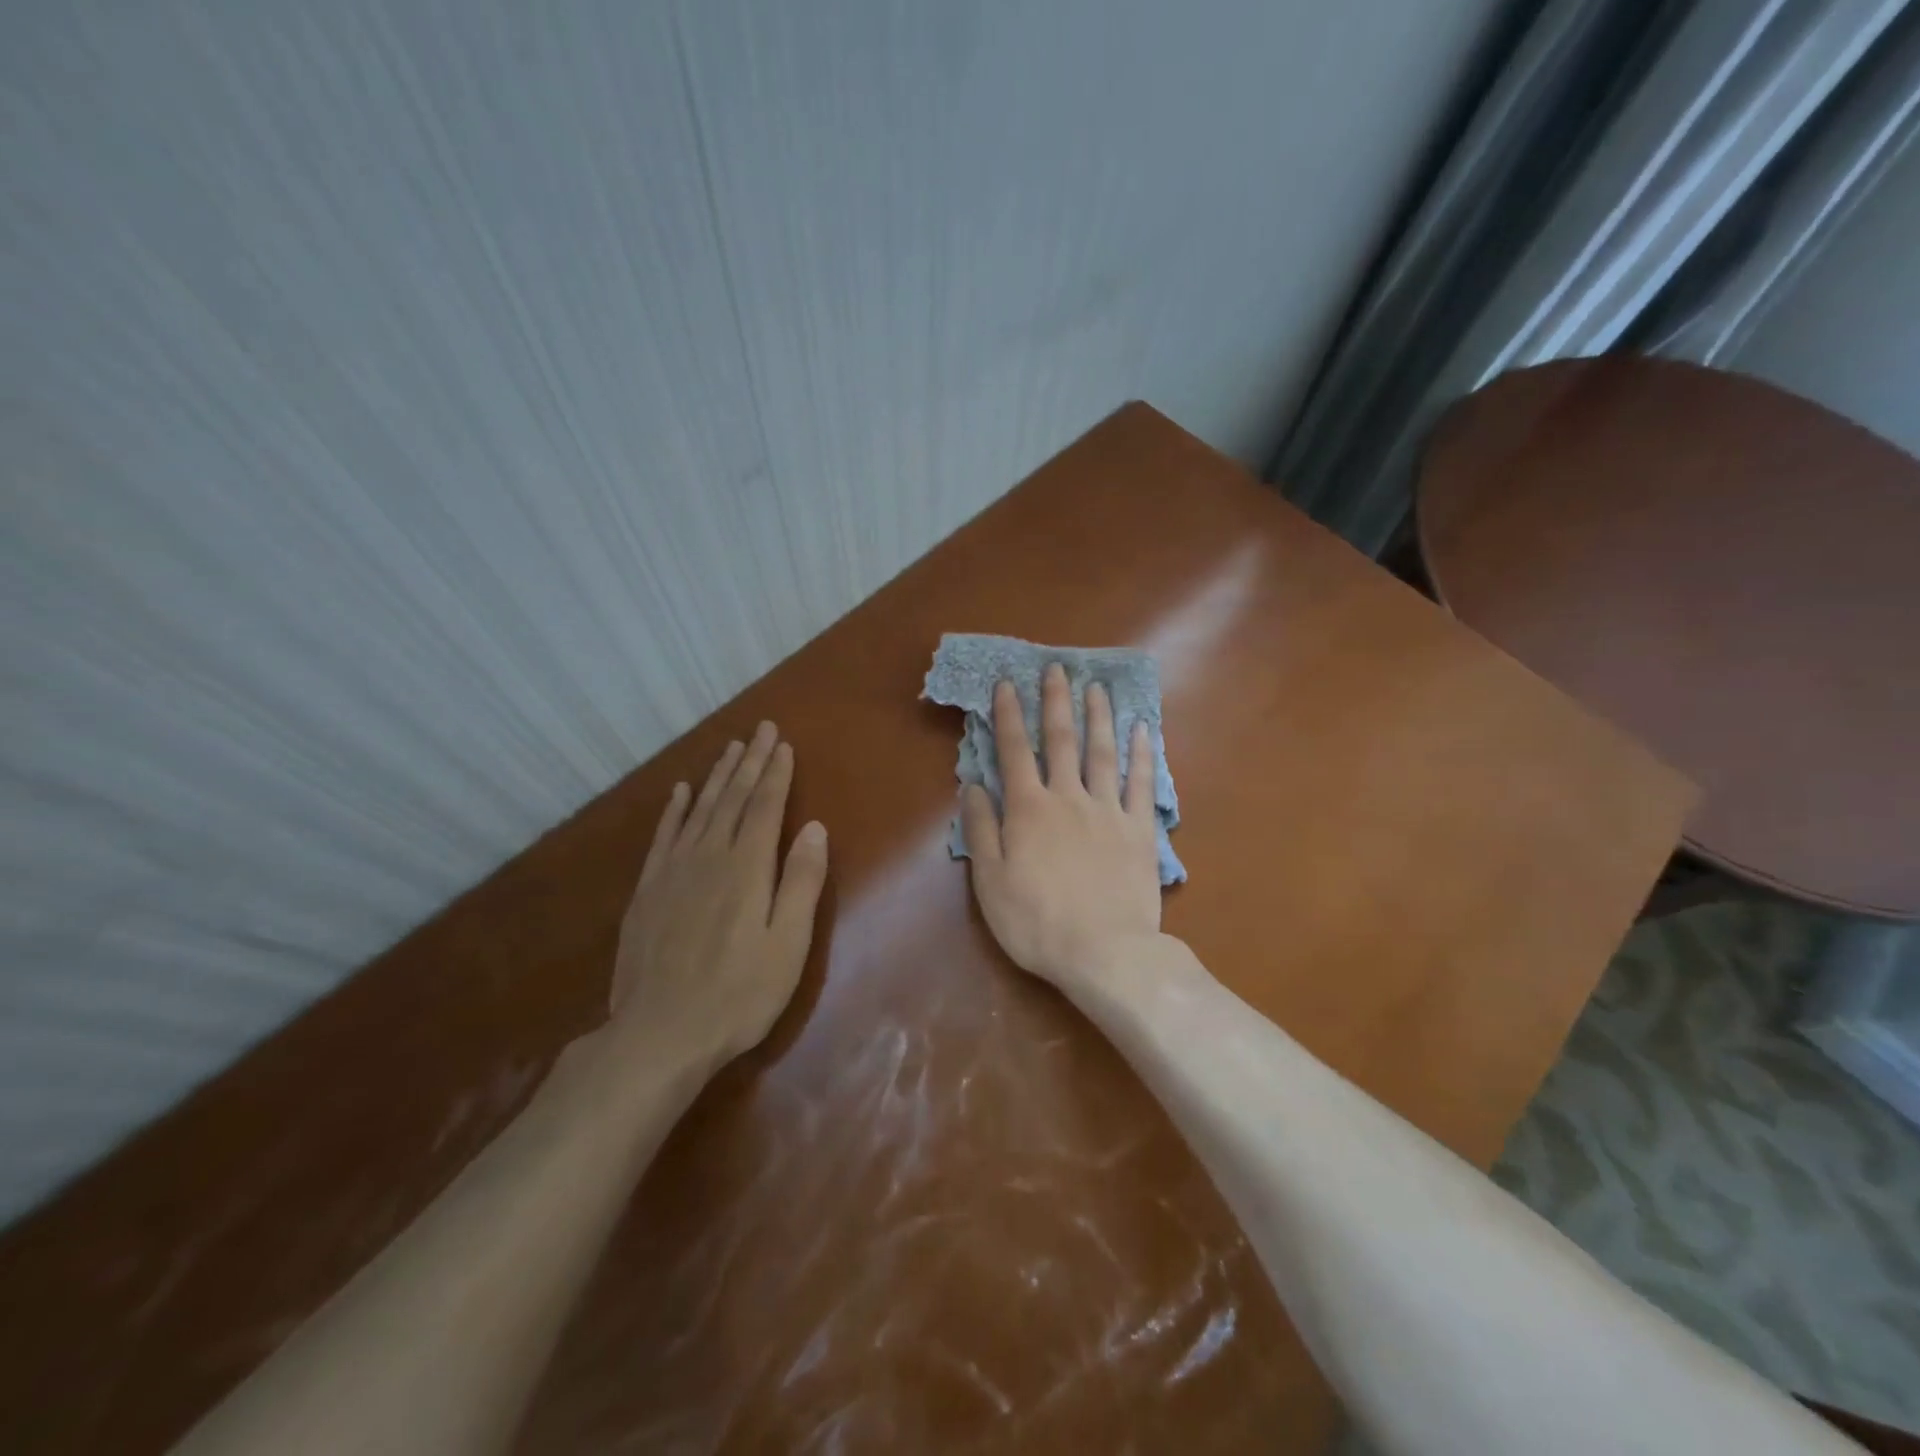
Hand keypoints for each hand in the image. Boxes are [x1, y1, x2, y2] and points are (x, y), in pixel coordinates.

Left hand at [610, 722, 829, 1076]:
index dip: (775, 774)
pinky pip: (663, 836)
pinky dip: (674, 810)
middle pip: (732, 799)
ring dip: (716, 777)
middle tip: (760, 730)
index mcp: (747, 868)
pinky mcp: (647, 891)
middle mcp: (708, 857)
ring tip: (730, 749)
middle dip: (750, 762)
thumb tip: (814, 828)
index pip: (764, 807)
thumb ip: (801, 882)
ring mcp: (672, 872)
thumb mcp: (788, 943)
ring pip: (699, 810)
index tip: (782, 744)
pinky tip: (680, 793)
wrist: (659, 1034)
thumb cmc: (739, 994)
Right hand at [961, 663, 1161, 986]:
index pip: (1015, 751)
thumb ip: (982, 829)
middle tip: (1057, 667)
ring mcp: (1108, 811)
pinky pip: (1141, 783)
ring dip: (1098, 716)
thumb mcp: (990, 881)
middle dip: (1056, 701)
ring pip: (1103, 752)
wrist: (1104, 952)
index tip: (1007, 684)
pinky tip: (1143, 730)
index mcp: (1029, 809)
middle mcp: (1068, 797)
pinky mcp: (1140, 830)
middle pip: (1062, 740)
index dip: (1009, 715)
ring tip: (1096, 687)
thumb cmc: (1036, 922)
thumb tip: (973, 785)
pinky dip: (1143, 754)